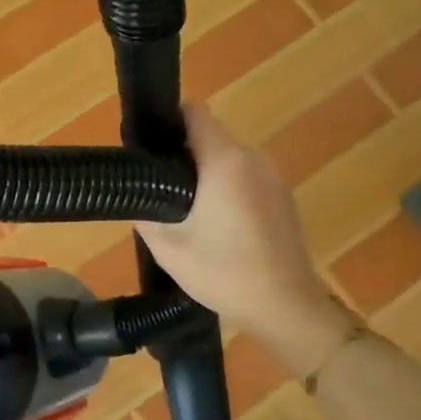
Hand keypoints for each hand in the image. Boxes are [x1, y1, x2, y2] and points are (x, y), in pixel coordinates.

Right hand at [138, 104, 358, 375]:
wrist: (285, 307)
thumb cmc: (224, 274)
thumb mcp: (168, 247)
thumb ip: (146, 211)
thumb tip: (135, 189)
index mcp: (225, 161)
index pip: (195, 112)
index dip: (168, 122)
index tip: (150, 146)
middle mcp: (253, 158)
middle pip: (210, 137)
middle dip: (183, 155)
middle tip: (159, 189)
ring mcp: (273, 177)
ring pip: (228, 159)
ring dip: (206, 174)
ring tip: (187, 212)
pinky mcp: (283, 196)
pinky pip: (246, 177)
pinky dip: (228, 189)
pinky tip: (218, 226)